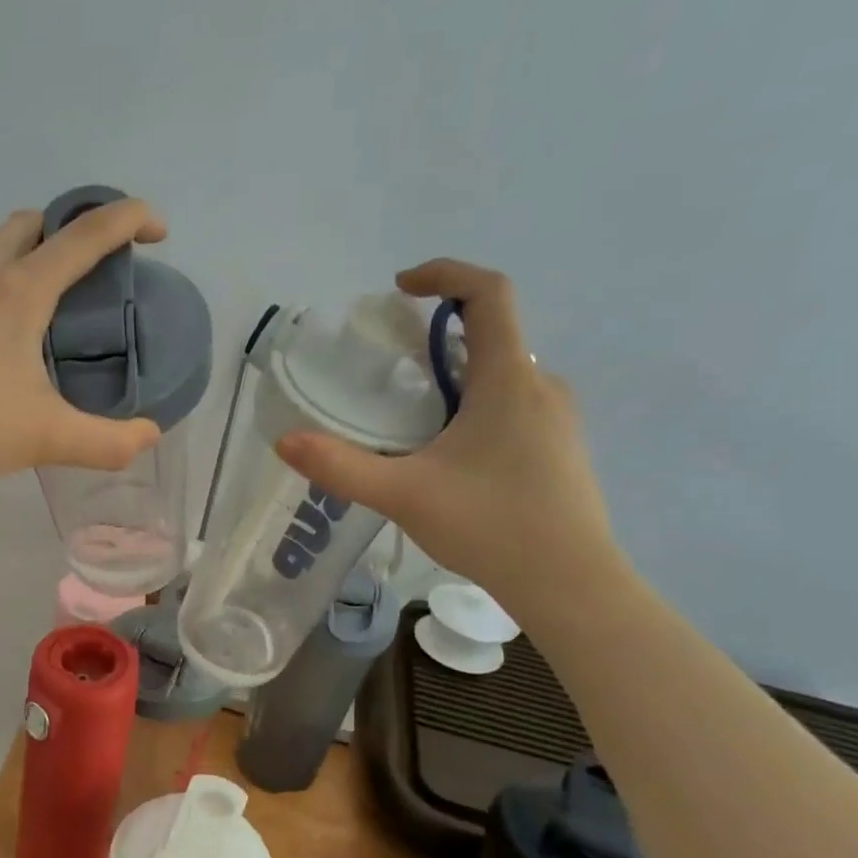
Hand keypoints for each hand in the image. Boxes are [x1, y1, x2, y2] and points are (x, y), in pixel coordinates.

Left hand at [0, 200, 167, 479]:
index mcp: (18, 291)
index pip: (84, 236)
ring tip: (47, 308)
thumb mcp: (47, 438)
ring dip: (28, 256)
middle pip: (31, 223)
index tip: (158, 229)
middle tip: (93, 269)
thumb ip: (107, 442)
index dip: (128, 220)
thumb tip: (149, 437)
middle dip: (70, 229)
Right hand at [276, 259, 621, 620]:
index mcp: (509, 379)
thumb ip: (341, 467)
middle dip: (437, 335)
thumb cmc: (492, 526)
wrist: (572, 583)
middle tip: (387, 368)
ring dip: (455, 374)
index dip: (445, 273)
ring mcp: (558, 418)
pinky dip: (475, 404)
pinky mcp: (560, 447)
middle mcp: (541, 385)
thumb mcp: (403, 495)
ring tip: (408, 414)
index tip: (400, 288)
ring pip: (501, 373)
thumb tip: (285, 442)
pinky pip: (514, 403)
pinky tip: (447, 453)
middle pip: (491, 333)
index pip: (488, 293)